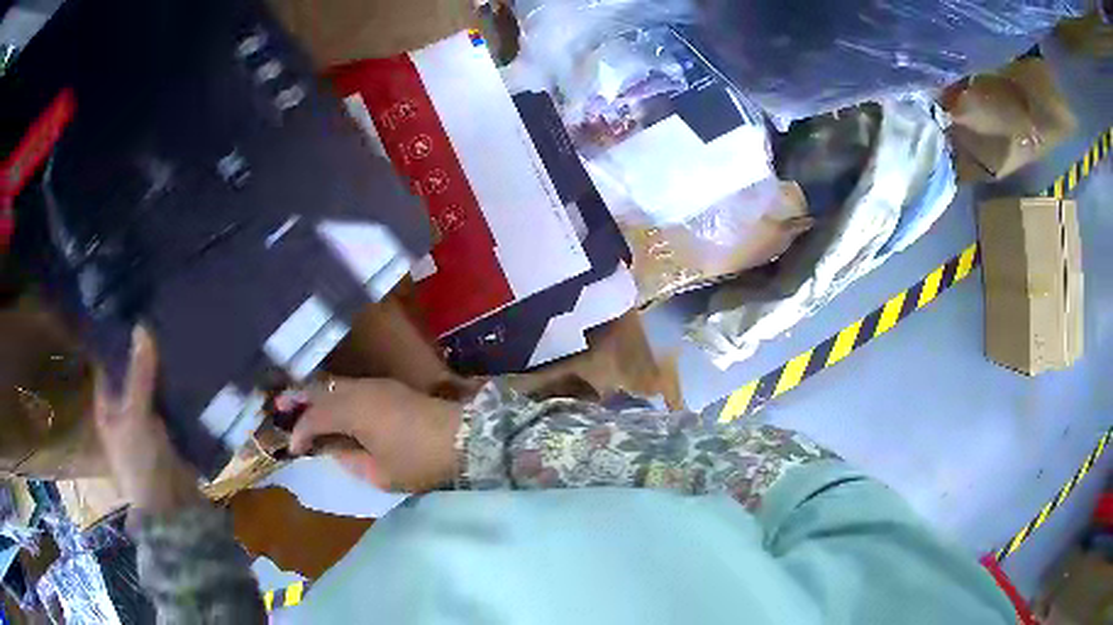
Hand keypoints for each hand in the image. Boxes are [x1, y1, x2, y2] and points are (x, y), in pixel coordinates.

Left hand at [94, 326, 199, 515]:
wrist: (173, 509)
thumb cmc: (140, 463)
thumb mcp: (135, 416)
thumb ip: (139, 374)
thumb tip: (142, 325)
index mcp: (108, 406)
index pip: (108, 364)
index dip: (116, 339)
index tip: (131, 309)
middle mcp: (125, 409)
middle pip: (132, 372)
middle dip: (144, 349)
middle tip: (160, 314)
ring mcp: (148, 420)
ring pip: (154, 385)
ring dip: (164, 366)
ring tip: (177, 330)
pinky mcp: (171, 429)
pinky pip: (173, 400)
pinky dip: (179, 385)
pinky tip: (189, 363)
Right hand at [289, 377, 460, 492]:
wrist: (463, 436)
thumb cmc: (419, 460)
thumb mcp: (381, 473)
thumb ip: (350, 460)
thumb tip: (333, 449)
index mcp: (353, 411)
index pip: (315, 418)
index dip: (300, 432)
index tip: (293, 449)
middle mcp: (358, 391)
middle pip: (320, 391)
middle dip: (298, 400)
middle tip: (277, 406)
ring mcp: (374, 384)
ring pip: (334, 385)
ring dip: (315, 394)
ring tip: (298, 403)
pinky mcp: (388, 386)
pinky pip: (349, 386)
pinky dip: (334, 394)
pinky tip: (331, 405)